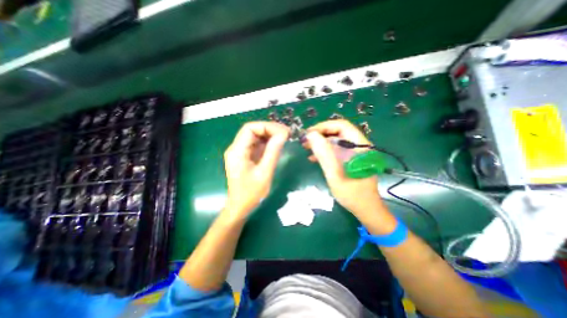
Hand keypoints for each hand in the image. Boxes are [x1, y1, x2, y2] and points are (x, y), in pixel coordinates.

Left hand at [224, 120, 289, 215]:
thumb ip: (273, 152)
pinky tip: (277, 145)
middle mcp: (236, 148)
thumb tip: (283, 134)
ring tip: (285, 138)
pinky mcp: (246, 156)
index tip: (283, 132)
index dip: (267, 127)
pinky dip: (268, 143)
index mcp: (237, 151)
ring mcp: (241, 152)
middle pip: (253, 130)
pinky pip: (257, 144)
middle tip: (287, 134)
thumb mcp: (264, 173)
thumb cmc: (251, 194)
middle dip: (270, 129)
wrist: (241, 207)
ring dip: (270, 135)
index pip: (250, 128)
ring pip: (256, 136)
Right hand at [306, 120, 389, 222]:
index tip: (309, 133)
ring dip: (320, 143)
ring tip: (306, 147)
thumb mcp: (335, 174)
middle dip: (320, 135)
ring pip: (335, 141)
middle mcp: (359, 146)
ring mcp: (355, 153)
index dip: (324, 127)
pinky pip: (336, 150)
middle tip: (305, 141)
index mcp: (360, 146)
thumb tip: (311, 135)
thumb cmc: (352, 194)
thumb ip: (324, 154)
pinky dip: (324, 152)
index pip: (342, 126)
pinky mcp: (350, 159)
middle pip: (338, 132)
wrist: (365, 209)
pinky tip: (313, 157)